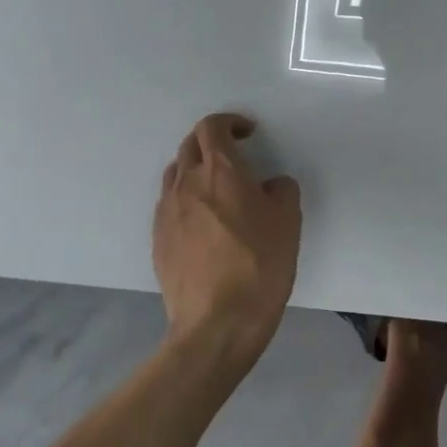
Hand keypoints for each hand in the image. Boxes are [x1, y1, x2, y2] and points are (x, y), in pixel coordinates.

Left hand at [152, 113, 301, 363]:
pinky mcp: (158, 240)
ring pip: (175, 174)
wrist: (217, 324)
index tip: (248, 133)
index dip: (230, 122)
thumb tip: (268, 186)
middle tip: (234, 155)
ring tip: (216, 187)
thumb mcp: (288, 221)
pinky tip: (203, 221)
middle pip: (190, 146)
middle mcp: (187, 184)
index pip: (212, 127)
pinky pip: (169, 205)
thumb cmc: (260, 265)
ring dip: (194, 168)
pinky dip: (185, 198)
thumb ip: (280, 190)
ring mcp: (167, 213)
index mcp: (220, 171)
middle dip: (211, 141)